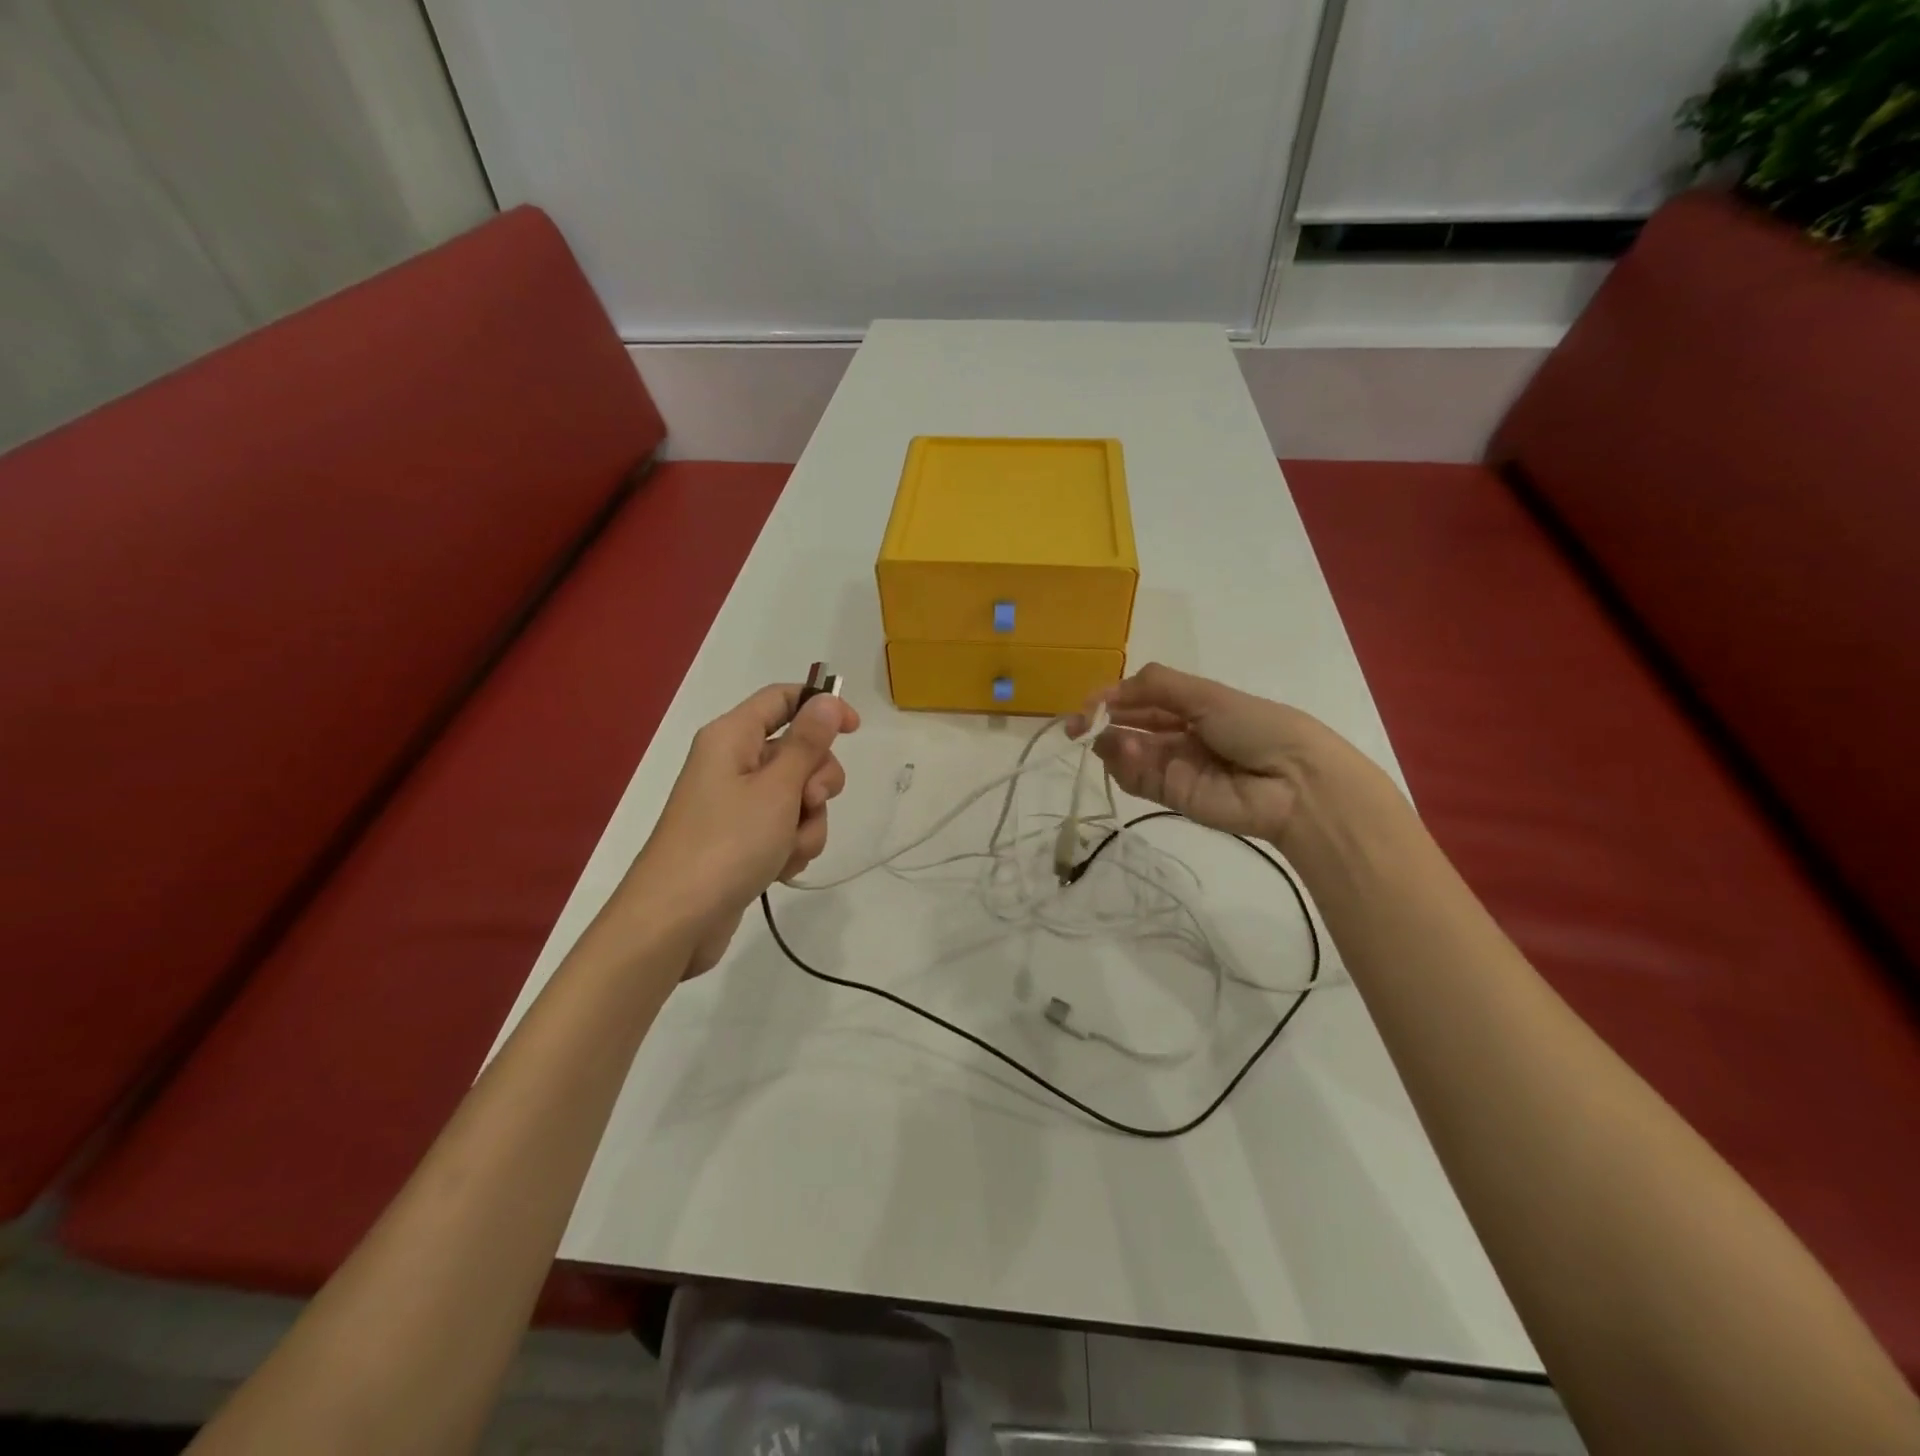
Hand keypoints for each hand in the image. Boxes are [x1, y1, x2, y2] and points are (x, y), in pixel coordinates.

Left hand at [627, 685, 858, 976]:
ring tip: (787, 849)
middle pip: (797, 752)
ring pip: (797, 796)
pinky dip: (790, 846)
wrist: (676, 920)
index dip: (821, 707)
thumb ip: (807, 743)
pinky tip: (779, 869)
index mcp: (732, 737)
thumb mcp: (777, 788)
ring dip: (807, 823)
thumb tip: (827, 701)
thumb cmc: (726, 843)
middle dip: (817, 781)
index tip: (854, 730)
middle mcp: (733, 763)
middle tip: (809, 803)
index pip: (782, 698)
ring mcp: (736, 804)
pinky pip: (784, 828)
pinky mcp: (741, 839)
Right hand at [1067, 663, 1357, 848]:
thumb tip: (1108, 690)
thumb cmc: (1254, 725)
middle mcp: (1178, 735)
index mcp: (1191, 706)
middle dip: (1101, 722)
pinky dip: (1125, 766)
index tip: (1087, 702)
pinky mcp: (1171, 796)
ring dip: (1112, 743)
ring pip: (1128, 754)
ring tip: (1103, 736)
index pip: (1142, 699)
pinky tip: (1127, 753)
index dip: (1113, 698)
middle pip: (1129, 726)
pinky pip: (1137, 779)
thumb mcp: (1206, 694)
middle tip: (1075, 724)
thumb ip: (1155, 686)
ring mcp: (1173, 766)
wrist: (1292, 781)